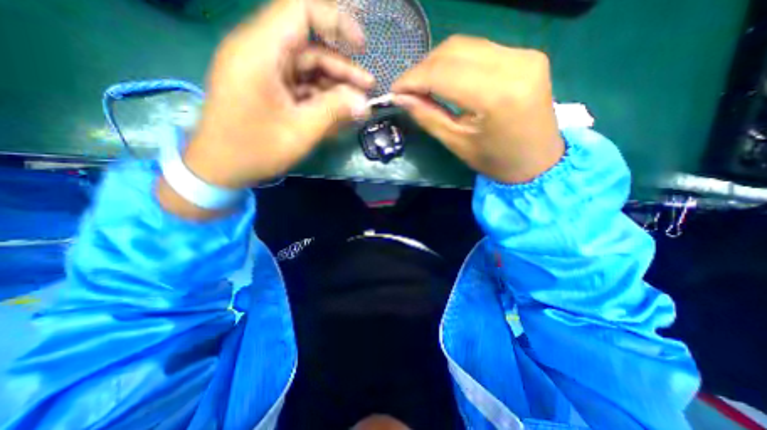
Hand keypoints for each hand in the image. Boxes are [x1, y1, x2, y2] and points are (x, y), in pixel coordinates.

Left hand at [181, 0, 374, 189]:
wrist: (220, 167)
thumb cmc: (255, 149)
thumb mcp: (300, 131)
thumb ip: (334, 112)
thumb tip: (364, 104)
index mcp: (260, 51)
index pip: (300, 10)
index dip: (336, 21)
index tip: (361, 48)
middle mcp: (261, 53)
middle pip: (310, 47)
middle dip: (343, 68)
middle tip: (369, 89)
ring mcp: (264, 72)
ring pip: (308, 69)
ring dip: (335, 86)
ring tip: (359, 105)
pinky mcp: (268, 88)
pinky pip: (300, 86)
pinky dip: (321, 98)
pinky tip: (339, 114)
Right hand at [395, 34, 561, 181]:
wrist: (539, 162)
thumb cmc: (496, 161)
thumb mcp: (457, 143)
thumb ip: (428, 117)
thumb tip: (401, 98)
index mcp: (496, 95)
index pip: (443, 73)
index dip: (412, 79)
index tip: (394, 91)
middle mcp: (514, 64)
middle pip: (453, 51)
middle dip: (422, 69)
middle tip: (407, 90)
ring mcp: (524, 55)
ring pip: (466, 45)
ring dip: (437, 63)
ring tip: (423, 85)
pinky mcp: (526, 55)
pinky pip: (480, 50)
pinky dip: (456, 62)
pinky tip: (446, 79)